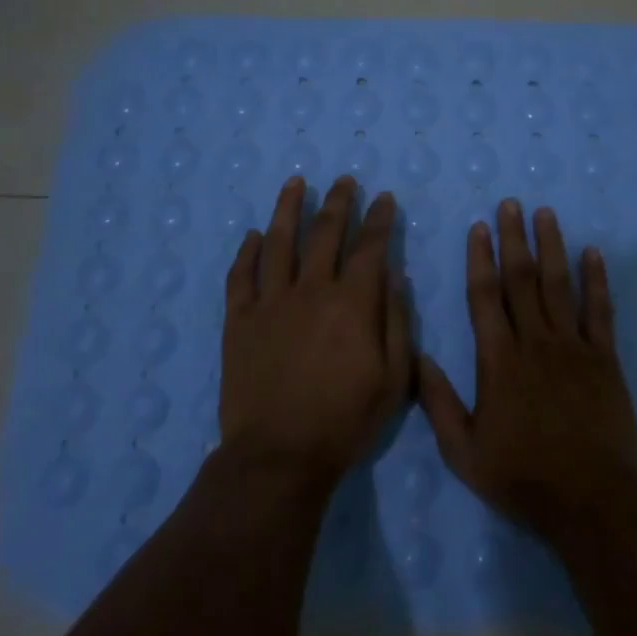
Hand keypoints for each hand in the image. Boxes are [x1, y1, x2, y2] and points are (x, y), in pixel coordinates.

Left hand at [221, 174, 409, 483]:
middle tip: (345, 180)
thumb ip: (396, 322)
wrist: (279, 455)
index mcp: (352, 303)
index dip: (379, 219)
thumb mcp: (393, 379)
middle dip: (339, 202)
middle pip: (325, 233)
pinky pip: (241, 276)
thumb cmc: (345, 421)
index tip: (384, 198)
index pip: (369, 247)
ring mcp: (270, 302)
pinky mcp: (239, 320)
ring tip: (296, 183)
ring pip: (279, 242)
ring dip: (289, 209)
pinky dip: (248, 251)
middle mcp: (311, 290)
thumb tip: (394, 275)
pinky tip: (254, 235)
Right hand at [418, 199, 636, 541]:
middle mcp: (534, 342)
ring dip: (551, 246)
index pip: (485, 297)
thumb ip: (438, 402)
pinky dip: (596, 280)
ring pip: (558, 285)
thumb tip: (418, 357)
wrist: (589, 499)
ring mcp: (572, 347)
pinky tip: (592, 253)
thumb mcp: (463, 451)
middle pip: (521, 279)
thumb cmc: (521, 476)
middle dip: (514, 238)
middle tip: (511, 204)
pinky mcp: (604, 358)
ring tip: (545, 214)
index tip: (479, 227)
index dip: (480, 259)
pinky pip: (600, 311)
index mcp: (498, 360)